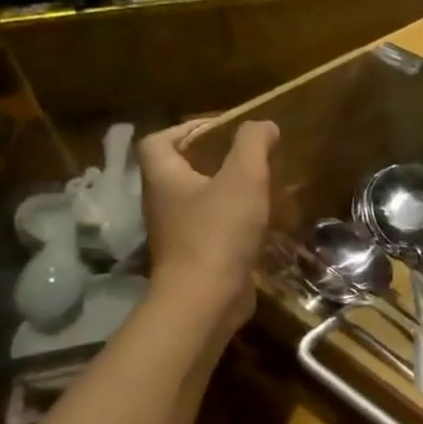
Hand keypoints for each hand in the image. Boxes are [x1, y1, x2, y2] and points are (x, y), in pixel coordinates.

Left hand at [137, 117, 278, 331]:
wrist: (206, 297)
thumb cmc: (219, 230)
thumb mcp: (243, 177)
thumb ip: (253, 144)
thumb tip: (264, 125)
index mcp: (164, 177)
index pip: (159, 140)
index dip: (186, 129)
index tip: (222, 130)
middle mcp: (163, 202)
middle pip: (180, 170)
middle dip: (212, 160)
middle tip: (248, 157)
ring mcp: (178, 232)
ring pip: (199, 200)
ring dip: (226, 191)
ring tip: (260, 187)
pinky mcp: (197, 256)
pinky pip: (213, 227)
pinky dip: (234, 220)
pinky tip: (261, 222)